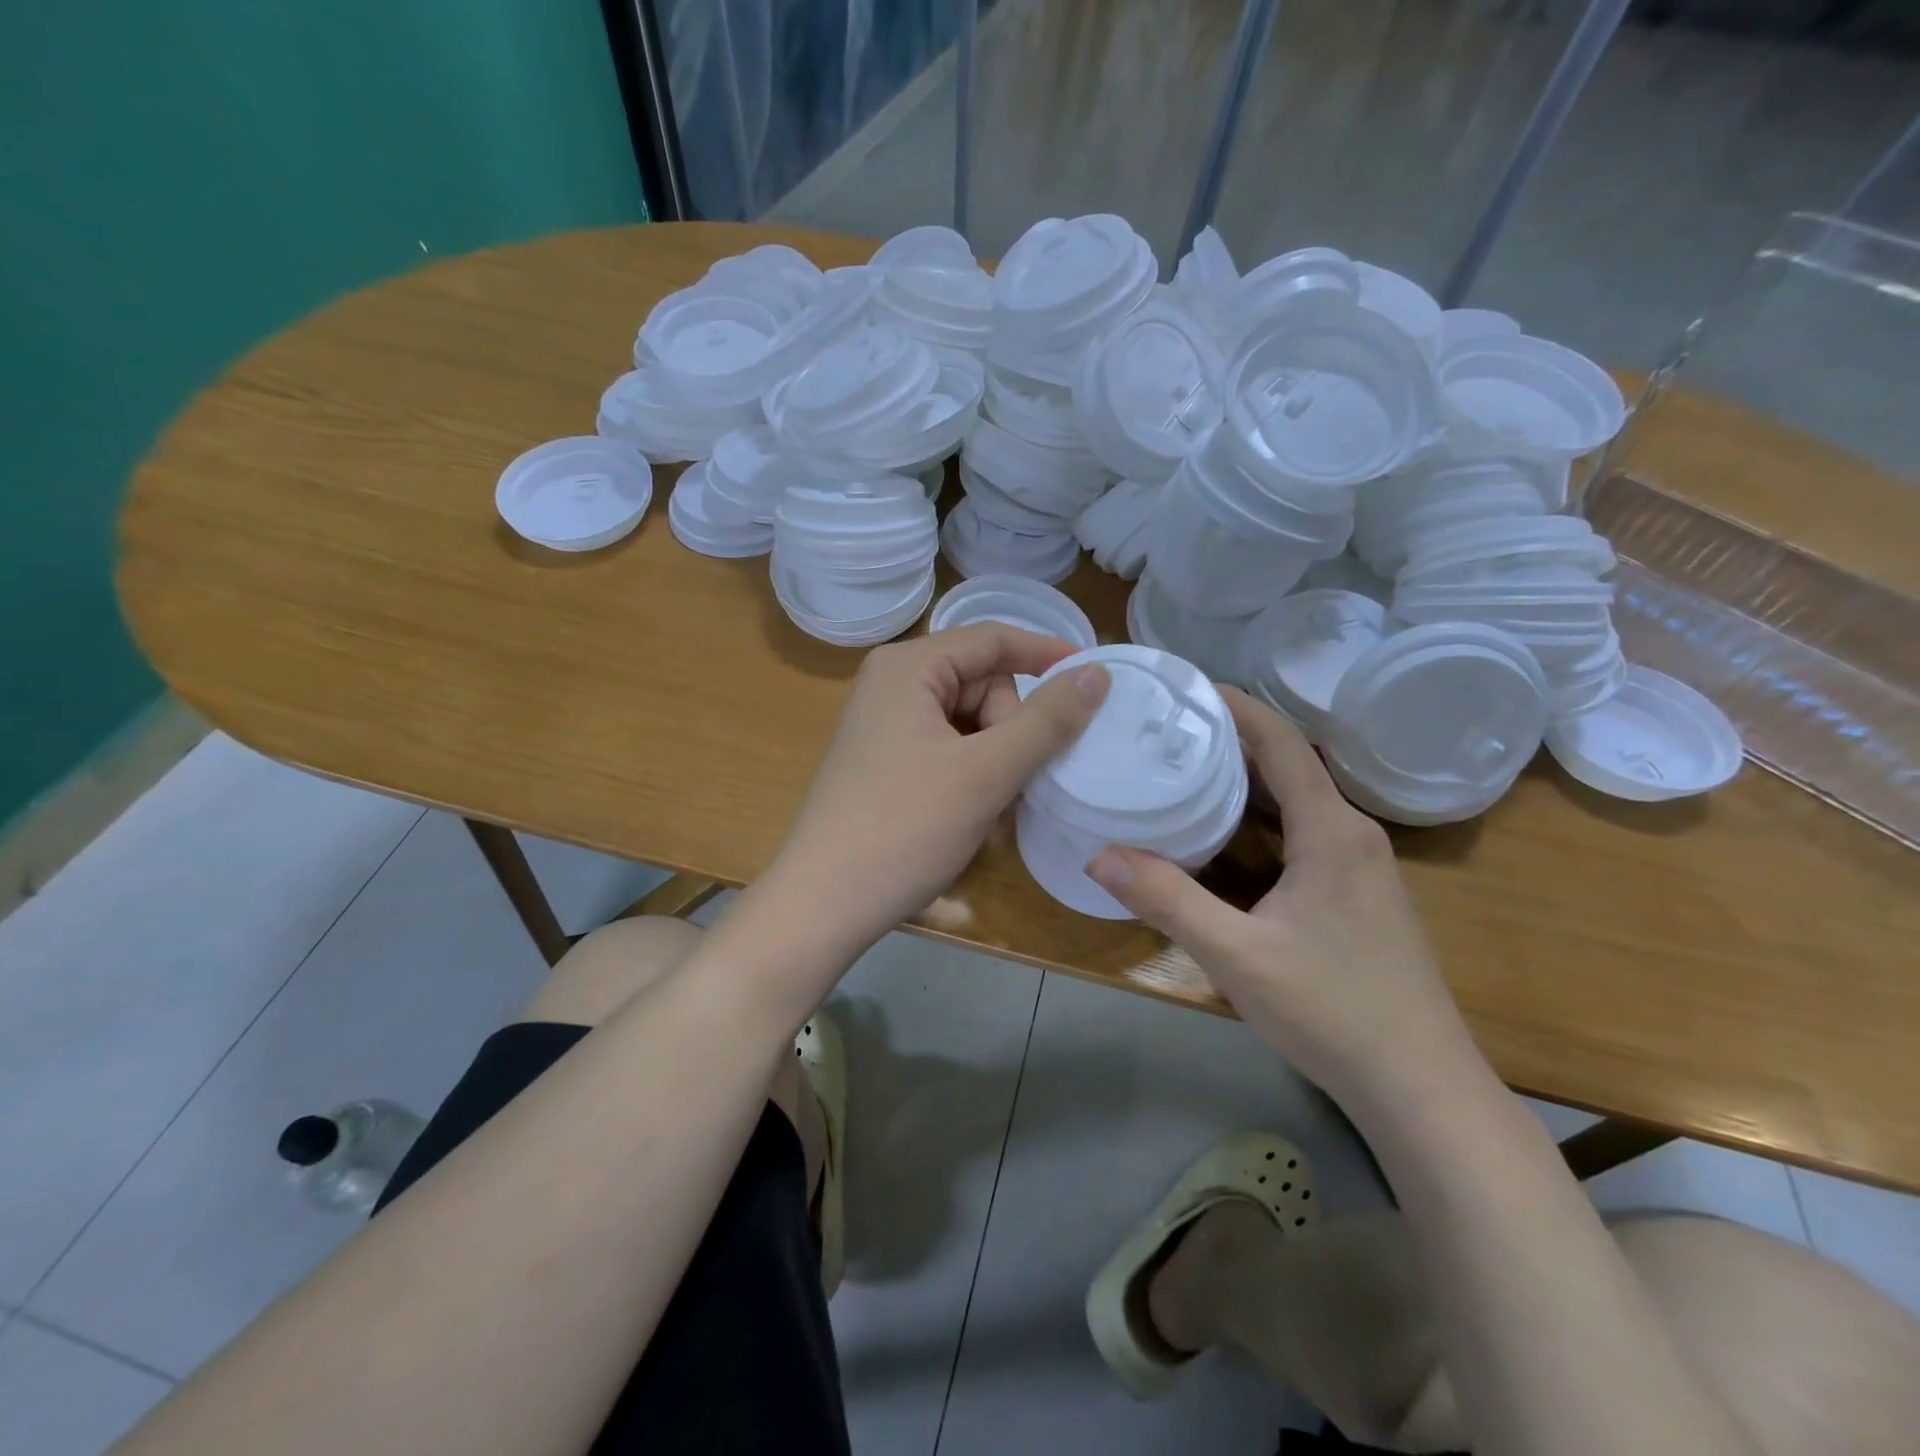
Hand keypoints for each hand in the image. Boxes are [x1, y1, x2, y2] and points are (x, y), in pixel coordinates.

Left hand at [764, 624, 1109, 954]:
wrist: (825, 904)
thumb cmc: (906, 829)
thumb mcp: (986, 772)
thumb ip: (1047, 720)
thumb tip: (1097, 674)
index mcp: (908, 667)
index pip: (993, 640)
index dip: (1048, 655)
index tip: (1097, 680)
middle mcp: (892, 685)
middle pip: (982, 684)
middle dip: (1010, 730)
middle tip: (1010, 783)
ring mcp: (885, 726)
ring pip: (970, 723)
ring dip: (996, 761)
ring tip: (992, 808)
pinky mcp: (885, 762)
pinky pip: (948, 750)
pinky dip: (972, 776)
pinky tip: (972, 815)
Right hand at [1086, 688, 1477, 1104]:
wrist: (1422, 1087)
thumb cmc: (1333, 1011)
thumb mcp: (1237, 955)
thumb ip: (1168, 901)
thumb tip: (1098, 855)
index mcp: (1332, 830)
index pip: (1283, 743)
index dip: (1239, 706)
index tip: (1187, 685)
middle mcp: (1352, 833)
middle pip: (1290, 763)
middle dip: (1232, 736)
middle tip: (1168, 727)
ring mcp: (1362, 866)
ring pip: (1299, 798)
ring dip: (1248, 776)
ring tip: (1186, 765)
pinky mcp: (1359, 894)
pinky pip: (1306, 829)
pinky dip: (1263, 813)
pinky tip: (1226, 832)